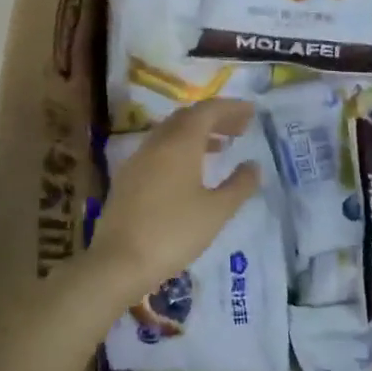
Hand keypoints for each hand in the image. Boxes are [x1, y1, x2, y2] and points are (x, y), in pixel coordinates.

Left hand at [91, 99, 261, 300]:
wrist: (119, 262)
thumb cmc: (174, 233)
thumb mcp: (216, 211)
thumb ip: (239, 185)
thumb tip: (253, 166)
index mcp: (180, 143)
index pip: (208, 111)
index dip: (231, 108)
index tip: (252, 112)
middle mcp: (156, 143)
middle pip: (187, 118)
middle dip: (215, 118)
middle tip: (240, 128)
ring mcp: (138, 160)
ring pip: (171, 133)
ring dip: (197, 134)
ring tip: (221, 147)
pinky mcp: (127, 179)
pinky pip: (159, 150)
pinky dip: (180, 149)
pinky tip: (190, 171)